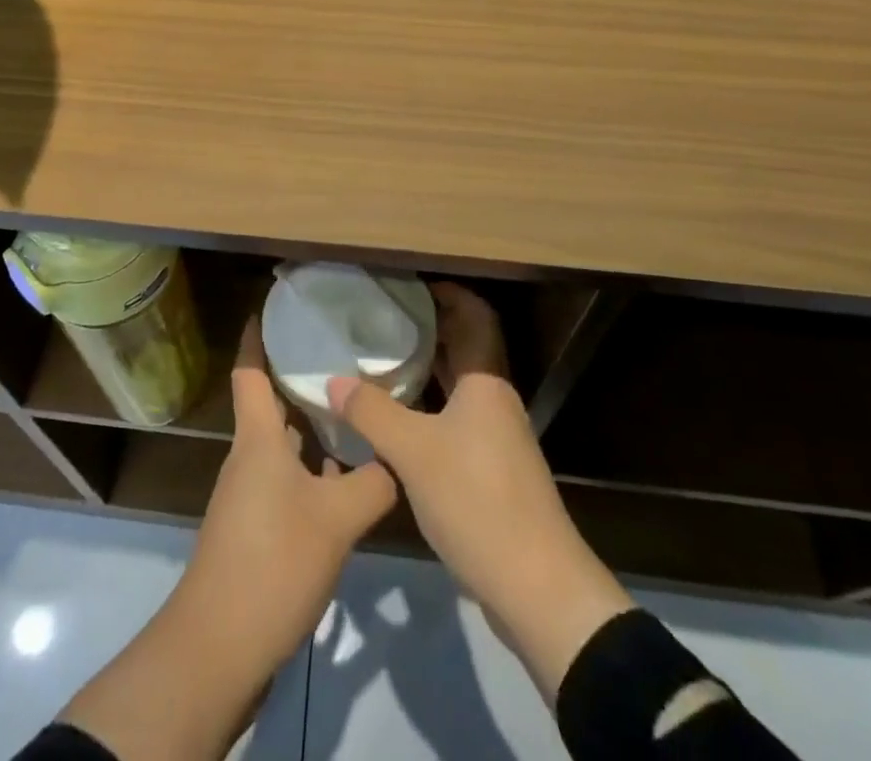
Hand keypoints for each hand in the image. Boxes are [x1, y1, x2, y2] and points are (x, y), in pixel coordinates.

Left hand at [178, 316, 397, 669]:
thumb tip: (397, 457)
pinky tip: (345, 482)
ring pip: (281, 447)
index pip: (250, 372)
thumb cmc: (273, 561)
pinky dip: (311, 471)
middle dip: (299, 382)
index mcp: (258, 439)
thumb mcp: (337, 518)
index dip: (255, 337)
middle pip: (270, 407)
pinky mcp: (255, 530)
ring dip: (310, 431)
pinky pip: (285, 482)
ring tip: (353, 415)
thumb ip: (373, 481)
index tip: (272, 307)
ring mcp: (248, 496)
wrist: (220, 646)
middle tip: (342, 360)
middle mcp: (249, 459)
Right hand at [327, 283, 633, 700]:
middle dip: (428, 327)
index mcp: (486, 382)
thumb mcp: (414, 452)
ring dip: (426, 369)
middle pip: (465, 347)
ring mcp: (496, 437)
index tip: (408, 283)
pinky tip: (395, 418)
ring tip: (379, 359)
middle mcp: (494, 400)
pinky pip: (455, 419)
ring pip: (458, 386)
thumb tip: (333, 380)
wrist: (536, 587)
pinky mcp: (491, 470)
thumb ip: (371, 412)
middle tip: (381, 316)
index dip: (448, 293)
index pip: (475, 315)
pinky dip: (427, 407)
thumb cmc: (477, 501)